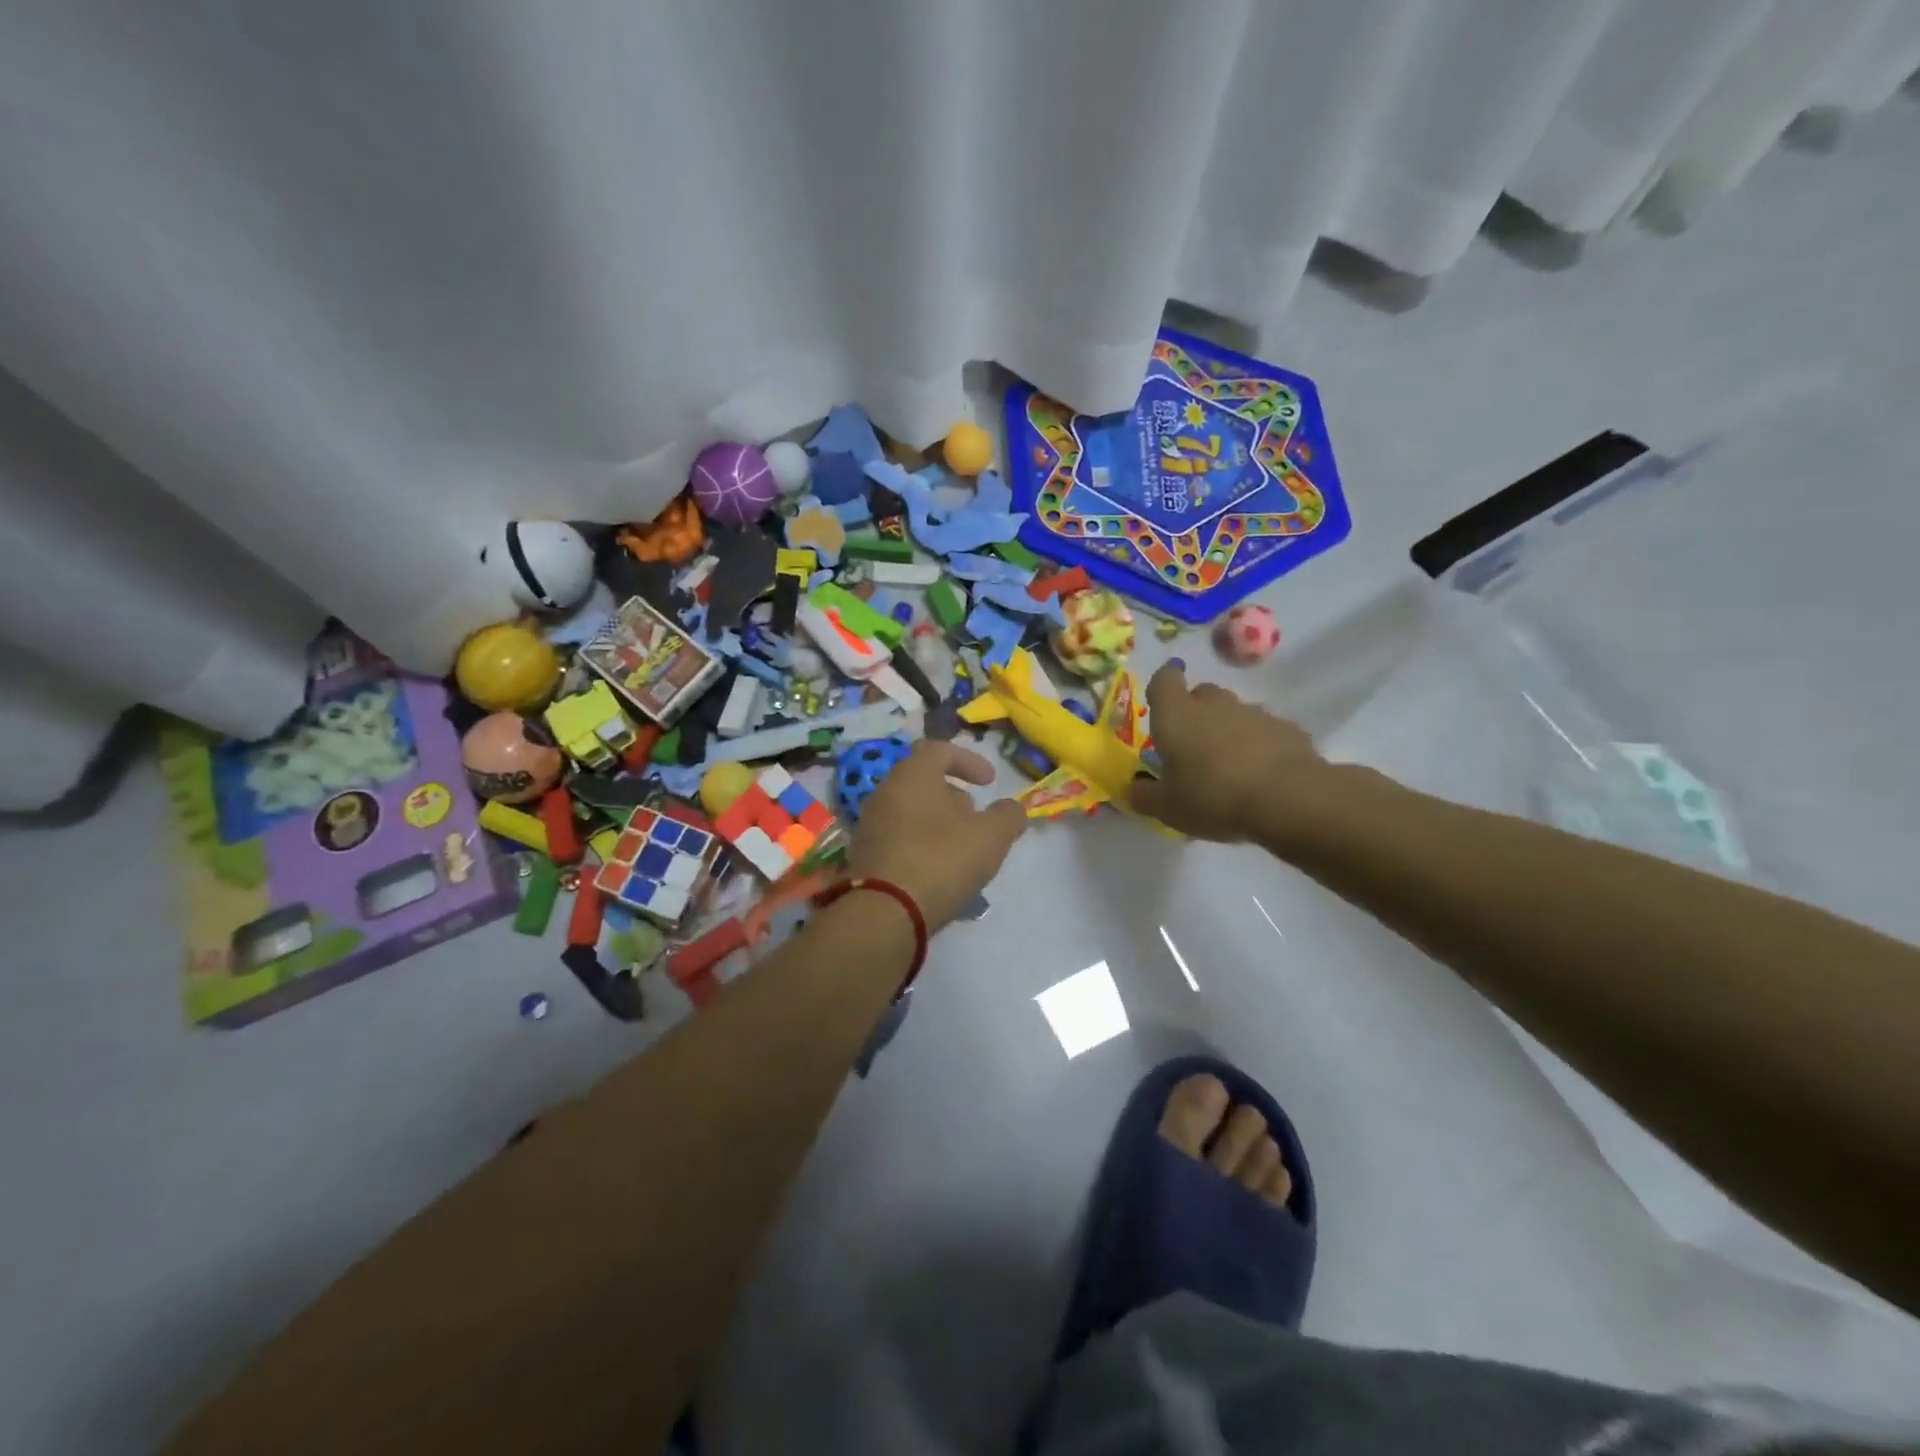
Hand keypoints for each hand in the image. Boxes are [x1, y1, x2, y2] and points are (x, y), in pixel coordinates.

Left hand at [846, 741, 1027, 929]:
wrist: (884, 913)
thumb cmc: (941, 860)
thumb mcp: (991, 836)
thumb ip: (1008, 816)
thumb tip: (1012, 809)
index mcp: (912, 775)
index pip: (938, 750)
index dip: (968, 761)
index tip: (989, 782)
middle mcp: (884, 792)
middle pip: (922, 781)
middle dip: (953, 795)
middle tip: (976, 817)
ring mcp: (869, 824)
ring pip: (910, 811)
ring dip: (938, 822)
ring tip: (961, 848)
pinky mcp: (864, 856)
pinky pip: (898, 838)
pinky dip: (921, 844)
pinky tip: (939, 871)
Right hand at [1129, 661, 1329, 842]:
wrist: (1288, 799)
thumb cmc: (1213, 797)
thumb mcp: (1168, 808)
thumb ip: (1145, 796)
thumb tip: (1134, 788)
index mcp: (1177, 715)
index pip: (1164, 679)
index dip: (1162, 686)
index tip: (1161, 702)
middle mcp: (1214, 704)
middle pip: (1201, 694)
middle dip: (1195, 712)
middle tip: (1192, 746)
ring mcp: (1254, 713)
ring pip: (1234, 712)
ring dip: (1228, 730)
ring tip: (1229, 766)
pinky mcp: (1287, 728)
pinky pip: (1265, 731)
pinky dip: (1259, 745)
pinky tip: (1261, 775)